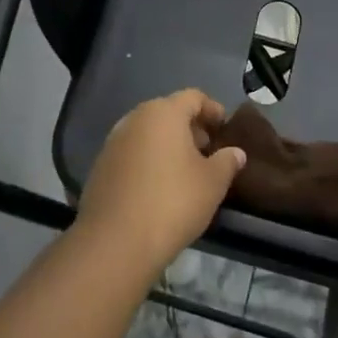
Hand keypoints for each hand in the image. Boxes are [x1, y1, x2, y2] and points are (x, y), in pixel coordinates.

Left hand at [74, 90, 246, 277]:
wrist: (116, 240)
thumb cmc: (173, 202)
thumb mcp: (212, 183)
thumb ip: (227, 162)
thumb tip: (236, 152)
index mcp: (164, 112)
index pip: (193, 97)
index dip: (212, 109)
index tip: (225, 128)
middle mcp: (135, 118)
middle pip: (168, 112)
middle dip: (190, 127)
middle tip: (208, 150)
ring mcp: (114, 140)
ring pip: (148, 132)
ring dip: (168, 143)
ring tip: (186, 169)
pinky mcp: (101, 164)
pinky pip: (132, 151)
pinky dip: (148, 158)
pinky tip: (159, 184)